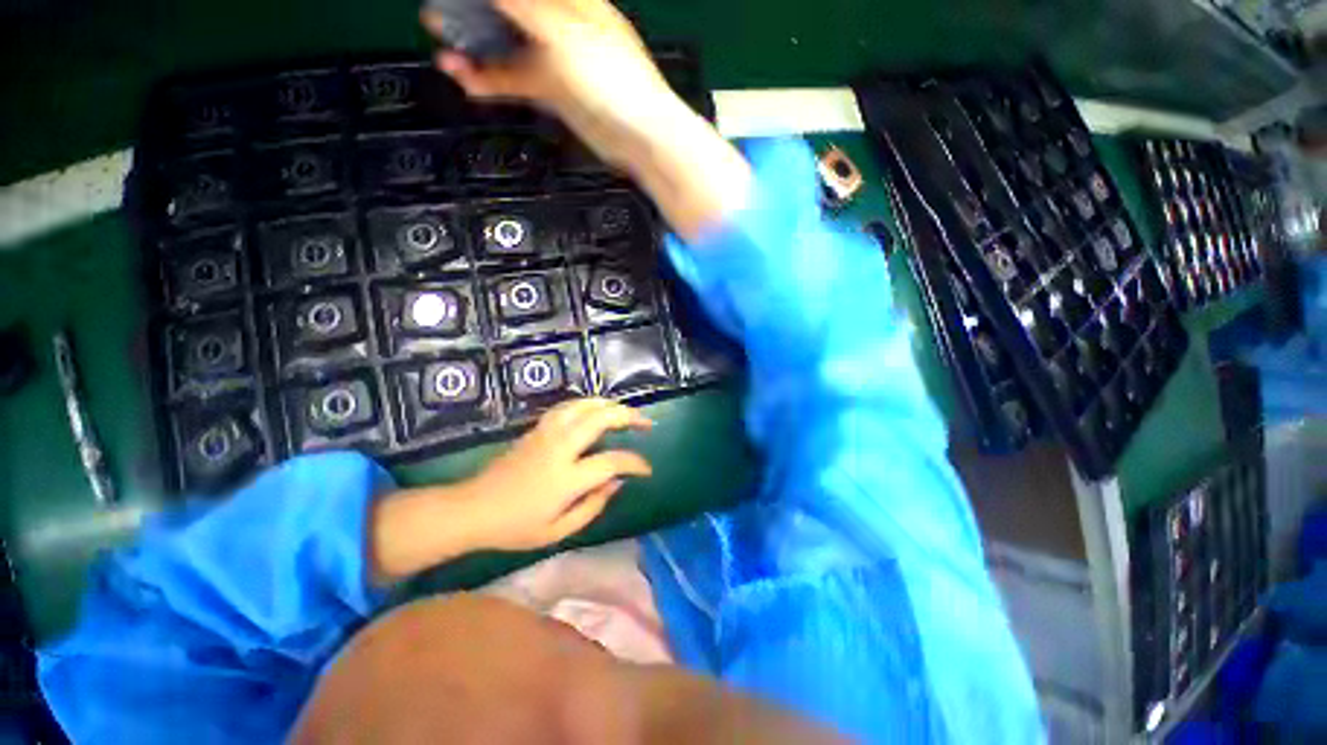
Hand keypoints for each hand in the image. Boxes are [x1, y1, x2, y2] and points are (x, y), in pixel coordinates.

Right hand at [421, 0, 751, 240]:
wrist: (640, 138)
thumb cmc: (612, 80)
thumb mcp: (562, 31)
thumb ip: (521, 5)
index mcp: (569, 1)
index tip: (454, 0)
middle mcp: (560, 25)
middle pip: (508, 12)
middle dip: (473, 15)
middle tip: (438, 18)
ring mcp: (557, 62)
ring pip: (509, 49)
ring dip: (477, 50)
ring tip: (445, 53)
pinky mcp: (556, 95)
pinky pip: (518, 82)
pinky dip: (493, 81)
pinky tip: (469, 80)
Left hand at [466, 397, 652, 550]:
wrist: (473, 509)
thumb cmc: (516, 527)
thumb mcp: (558, 531)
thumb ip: (593, 506)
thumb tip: (617, 482)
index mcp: (566, 478)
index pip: (611, 461)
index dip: (635, 463)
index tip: (646, 470)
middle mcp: (559, 448)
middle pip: (600, 418)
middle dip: (629, 416)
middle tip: (646, 423)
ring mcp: (546, 434)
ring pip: (583, 405)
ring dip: (609, 405)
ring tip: (625, 412)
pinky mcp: (537, 429)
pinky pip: (567, 407)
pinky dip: (587, 404)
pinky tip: (595, 410)